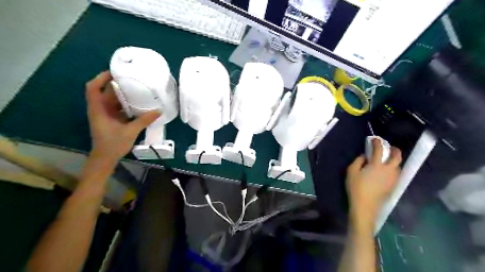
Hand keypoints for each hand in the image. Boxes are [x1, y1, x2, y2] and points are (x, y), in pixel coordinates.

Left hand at [85, 72, 160, 162]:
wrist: (105, 158)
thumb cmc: (113, 144)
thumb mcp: (130, 131)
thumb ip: (144, 120)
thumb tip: (158, 111)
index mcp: (98, 110)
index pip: (93, 88)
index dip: (101, 78)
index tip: (114, 72)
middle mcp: (100, 110)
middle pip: (105, 92)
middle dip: (117, 85)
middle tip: (132, 79)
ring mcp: (105, 115)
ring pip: (112, 100)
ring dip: (123, 94)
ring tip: (137, 89)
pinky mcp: (111, 120)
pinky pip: (117, 107)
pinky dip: (126, 104)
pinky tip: (137, 103)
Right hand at [345, 139, 401, 226]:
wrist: (365, 206)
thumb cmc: (356, 188)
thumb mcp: (351, 172)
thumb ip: (358, 161)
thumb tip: (365, 156)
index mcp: (377, 165)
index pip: (379, 150)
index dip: (377, 143)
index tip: (375, 139)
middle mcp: (388, 170)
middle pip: (397, 157)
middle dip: (395, 150)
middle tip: (390, 147)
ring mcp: (393, 179)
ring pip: (399, 166)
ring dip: (395, 160)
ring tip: (388, 159)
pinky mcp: (394, 186)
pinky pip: (397, 173)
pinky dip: (394, 168)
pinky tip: (388, 171)